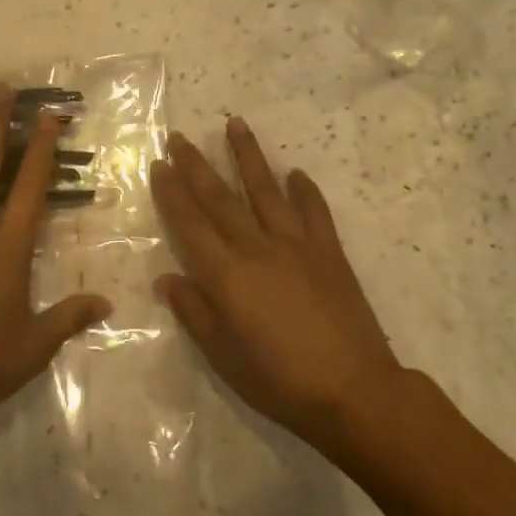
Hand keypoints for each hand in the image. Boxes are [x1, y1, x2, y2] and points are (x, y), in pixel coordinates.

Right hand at [150, 118, 407, 452]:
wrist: (355, 391)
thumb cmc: (281, 382)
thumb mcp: (225, 358)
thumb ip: (195, 313)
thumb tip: (166, 278)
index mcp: (227, 276)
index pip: (190, 225)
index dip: (172, 193)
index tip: (159, 165)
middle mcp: (258, 249)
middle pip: (221, 199)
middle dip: (197, 165)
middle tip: (180, 137)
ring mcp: (297, 245)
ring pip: (266, 190)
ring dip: (248, 156)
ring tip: (235, 124)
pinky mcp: (330, 252)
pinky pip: (315, 212)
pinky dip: (305, 191)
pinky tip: (296, 173)